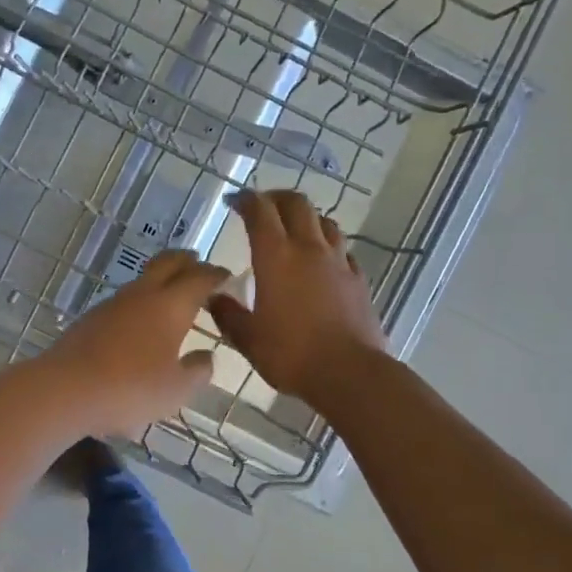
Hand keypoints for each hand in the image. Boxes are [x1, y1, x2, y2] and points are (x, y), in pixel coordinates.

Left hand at [36, 250, 227, 436]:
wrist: (64, 389)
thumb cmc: (130, 389)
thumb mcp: (176, 390)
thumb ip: (198, 371)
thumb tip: (206, 357)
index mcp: (170, 305)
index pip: (200, 278)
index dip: (216, 275)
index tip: (227, 276)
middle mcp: (142, 294)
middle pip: (168, 263)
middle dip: (187, 261)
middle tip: (199, 265)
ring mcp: (113, 303)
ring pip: (143, 280)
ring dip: (161, 280)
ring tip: (173, 294)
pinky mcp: (91, 318)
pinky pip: (125, 300)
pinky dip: (141, 301)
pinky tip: (141, 321)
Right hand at [209, 190, 385, 407]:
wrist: (349, 373)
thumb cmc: (290, 354)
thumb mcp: (247, 338)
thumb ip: (227, 313)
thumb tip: (213, 298)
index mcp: (276, 256)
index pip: (260, 211)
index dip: (246, 200)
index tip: (234, 202)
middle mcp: (308, 249)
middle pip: (297, 204)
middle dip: (277, 198)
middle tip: (263, 208)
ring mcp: (338, 262)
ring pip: (325, 222)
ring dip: (306, 218)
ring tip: (294, 230)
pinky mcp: (359, 279)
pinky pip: (343, 250)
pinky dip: (329, 246)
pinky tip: (323, 261)